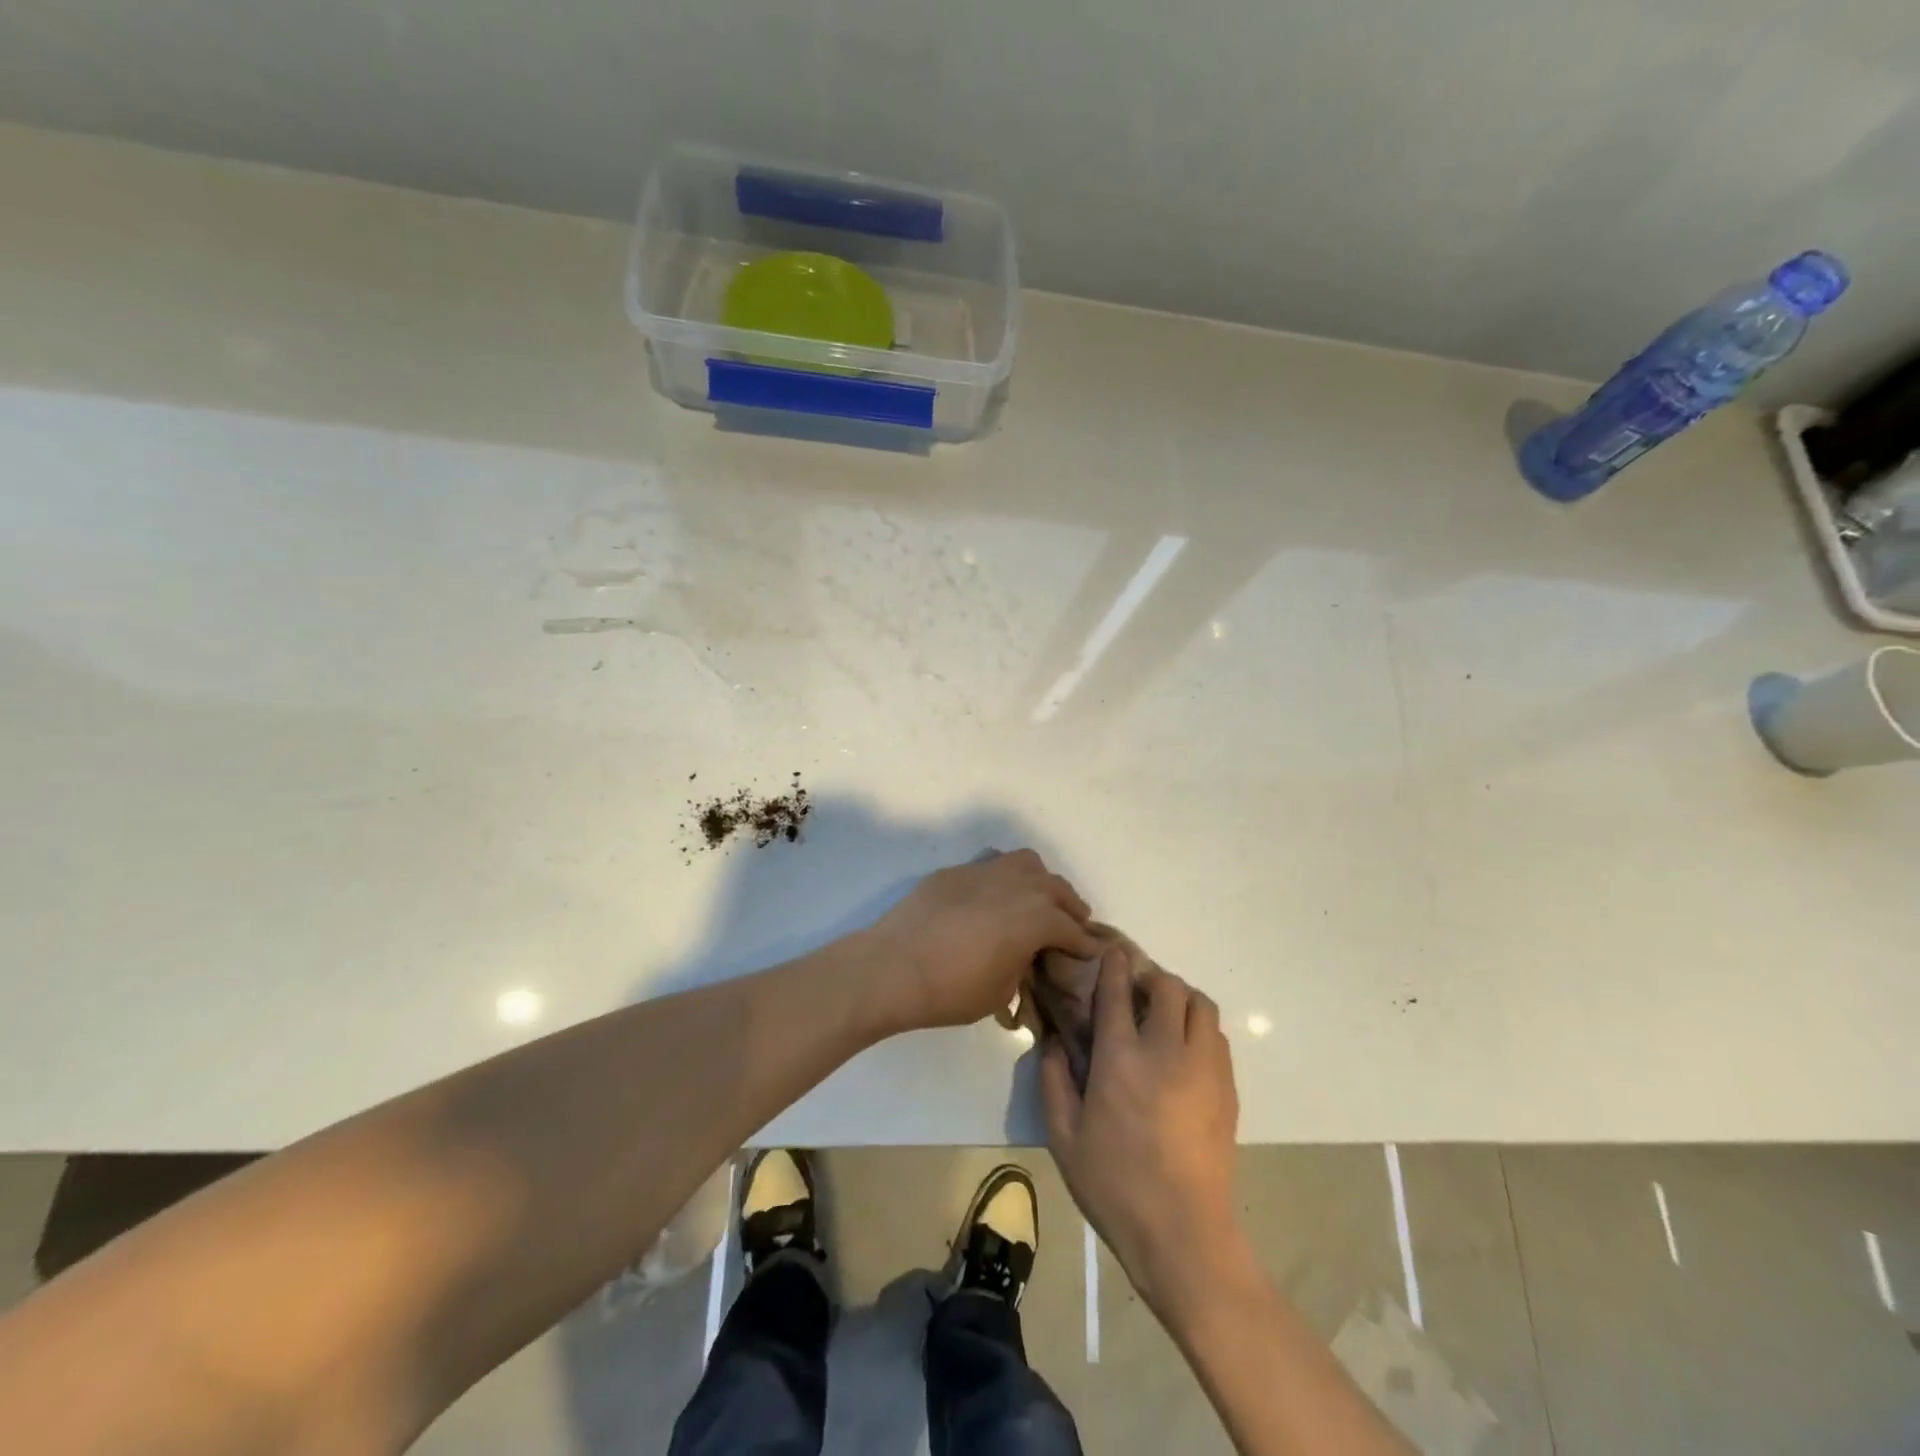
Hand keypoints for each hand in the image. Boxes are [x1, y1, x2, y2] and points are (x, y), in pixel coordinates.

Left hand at [859, 850, 1100, 1034]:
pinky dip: (1003, 879)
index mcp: (1036, 917)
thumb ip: (1022, 967)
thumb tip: (1023, 956)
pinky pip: (991, 866)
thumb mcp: (1001, 992)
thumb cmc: (952, 989)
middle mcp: (1017, 885)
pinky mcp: (955, 872)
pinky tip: (993, 899)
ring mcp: (984, 872)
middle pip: (1056, 888)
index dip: (1084, 943)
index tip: (1091, 951)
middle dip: (1069, 907)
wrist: (893, 967)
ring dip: (1040, 882)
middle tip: (1072, 925)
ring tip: (1037, 901)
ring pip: (1026, 863)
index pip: (1071, 928)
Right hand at [1043, 955, 1240, 1313]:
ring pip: (1201, 1005)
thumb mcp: (1063, 1136)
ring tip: (1165, 1017)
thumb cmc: (1114, 1184)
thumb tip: (1054, 1042)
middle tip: (1136, 993)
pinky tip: (1185, 1051)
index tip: (1110, 953)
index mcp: (1121, 1056)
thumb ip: (1053, 1080)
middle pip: (1169, 986)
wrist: (1182, 1234)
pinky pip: (1217, 1037)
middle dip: (1151, 978)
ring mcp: (1204, 1067)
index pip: (1117, 989)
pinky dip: (1201, 1028)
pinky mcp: (1227, 1089)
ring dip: (1181, 999)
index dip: (1113, 964)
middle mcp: (1166, 1049)